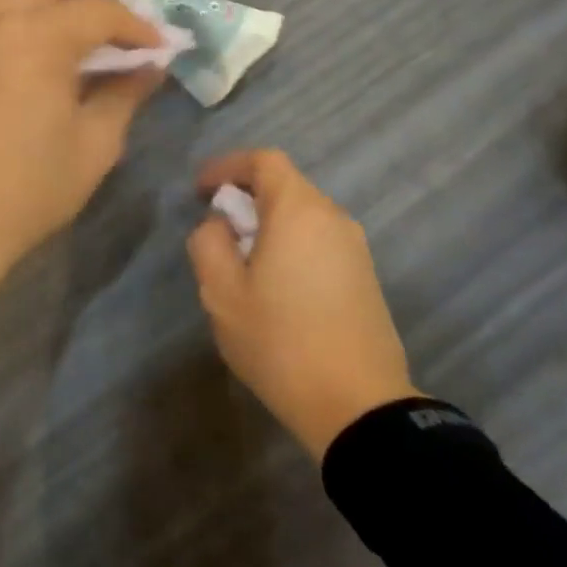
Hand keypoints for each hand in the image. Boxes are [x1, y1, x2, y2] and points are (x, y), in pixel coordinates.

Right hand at [187, 150, 419, 458]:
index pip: (264, 161)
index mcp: (299, 211)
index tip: (201, 191)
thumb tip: (219, 224)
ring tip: (243, 263)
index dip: (228, 166)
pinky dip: (292, 244)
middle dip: (246, 198)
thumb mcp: (222, 293)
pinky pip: (320, 241)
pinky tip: (276, 286)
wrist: (357, 405)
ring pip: (304, 216)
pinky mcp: (365, 276)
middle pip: (286, 186)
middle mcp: (333, 218)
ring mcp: (355, 248)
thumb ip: (209, 244)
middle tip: (217, 230)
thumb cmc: (280, 341)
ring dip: (269, 224)